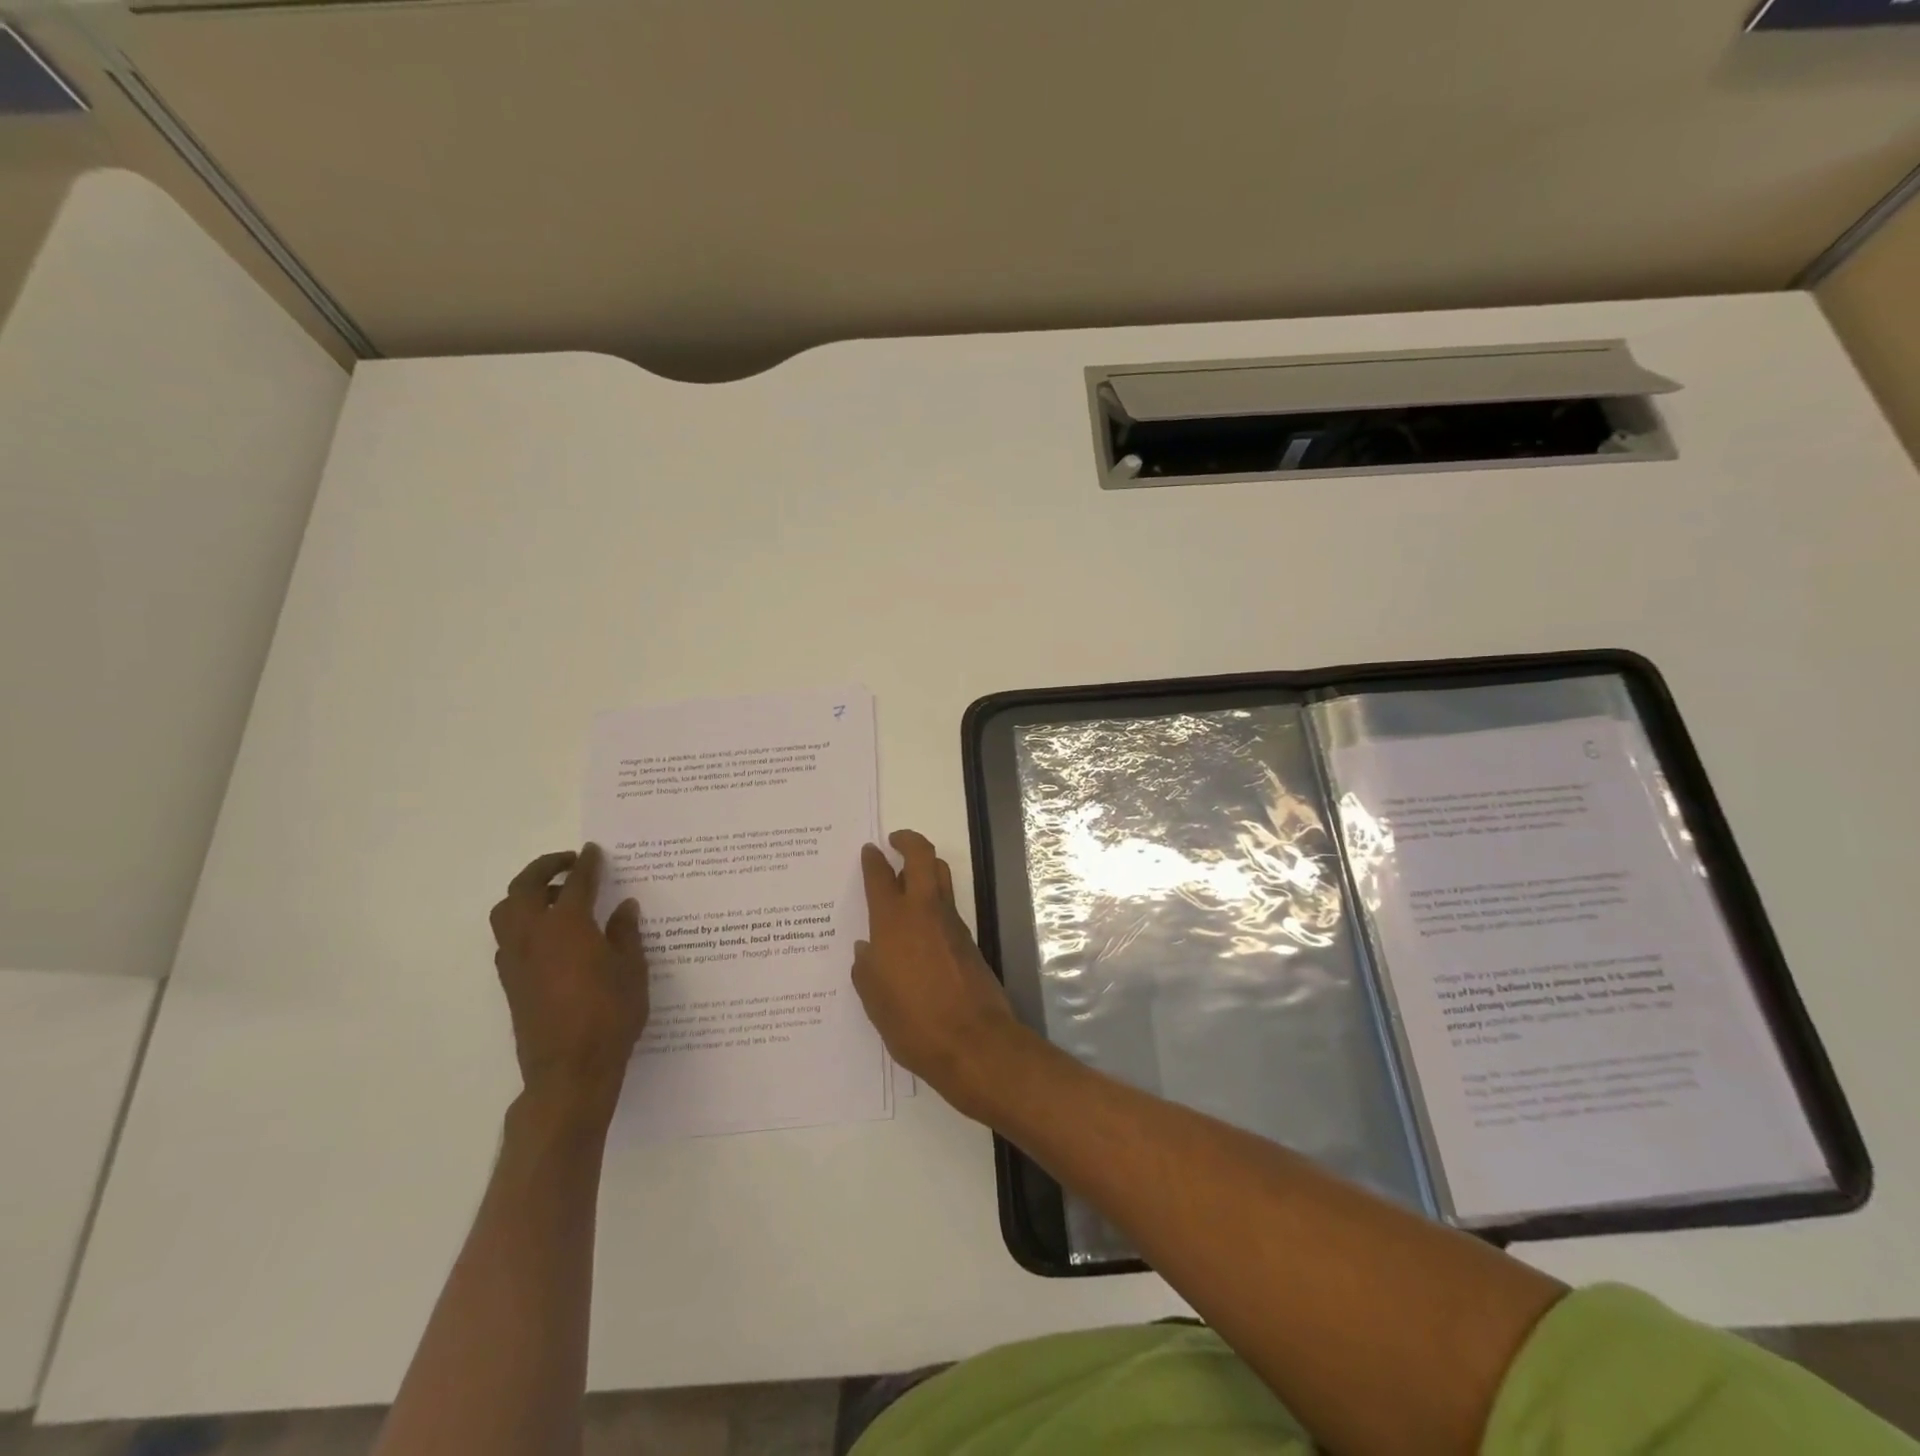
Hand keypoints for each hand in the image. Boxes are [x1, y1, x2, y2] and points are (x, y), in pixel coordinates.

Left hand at [489, 844, 648, 1126]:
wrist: (570, 1070)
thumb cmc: (610, 1015)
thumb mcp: (632, 970)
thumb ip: (625, 934)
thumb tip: (624, 907)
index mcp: (568, 926)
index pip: (577, 882)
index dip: (587, 863)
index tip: (593, 851)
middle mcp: (534, 935)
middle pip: (525, 887)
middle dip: (545, 867)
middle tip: (568, 863)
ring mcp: (516, 959)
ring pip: (507, 911)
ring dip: (527, 894)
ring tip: (557, 898)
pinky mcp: (510, 982)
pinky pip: (508, 938)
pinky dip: (523, 923)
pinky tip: (550, 937)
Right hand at [853, 829, 1031, 1118]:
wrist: (974, 1043)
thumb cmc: (913, 1023)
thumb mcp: (875, 1000)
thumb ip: (867, 969)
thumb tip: (866, 949)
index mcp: (893, 922)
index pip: (880, 876)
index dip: (873, 859)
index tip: (869, 850)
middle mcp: (924, 912)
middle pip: (922, 856)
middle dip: (908, 841)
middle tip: (895, 841)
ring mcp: (951, 924)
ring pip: (941, 876)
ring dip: (925, 866)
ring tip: (907, 874)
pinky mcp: (968, 940)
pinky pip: (948, 906)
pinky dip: (933, 900)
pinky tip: (919, 924)